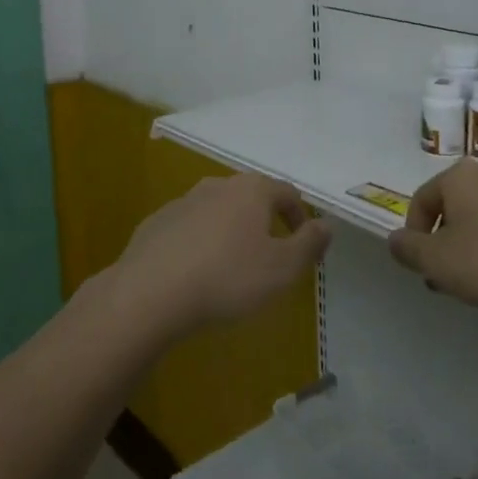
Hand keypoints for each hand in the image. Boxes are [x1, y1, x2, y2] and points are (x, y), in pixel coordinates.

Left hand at [109, 172, 330, 339]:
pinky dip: (199, 243)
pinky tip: (196, 273)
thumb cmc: (227, 278)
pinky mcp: (157, 223)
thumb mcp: (282, 268)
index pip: (287, 193)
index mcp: (251, 191)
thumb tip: (327, 224)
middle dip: (265, 223)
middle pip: (251, 197)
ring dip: (230, 231)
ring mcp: (183, 201)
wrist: (150, 292)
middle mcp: (218, 185)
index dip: (300, 218)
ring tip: (231, 267)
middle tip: (269, 257)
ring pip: (218, 211)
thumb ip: (309, 244)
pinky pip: (188, 228)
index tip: (302, 247)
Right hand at [387, 160, 477, 313]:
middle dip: (444, 242)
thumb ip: (408, 249)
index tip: (420, 266)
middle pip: (454, 208)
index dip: (413, 234)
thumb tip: (395, 240)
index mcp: (460, 177)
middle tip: (444, 277)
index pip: (421, 199)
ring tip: (476, 283)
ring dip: (472, 246)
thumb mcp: (436, 261)